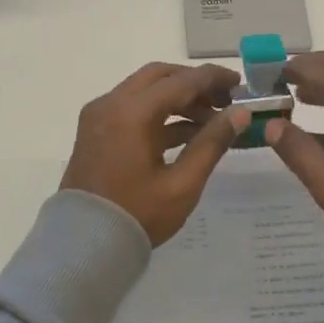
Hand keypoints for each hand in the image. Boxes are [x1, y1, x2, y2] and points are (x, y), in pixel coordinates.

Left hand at [61, 63, 249, 244]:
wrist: (83, 245)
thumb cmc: (137, 216)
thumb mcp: (182, 184)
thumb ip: (211, 143)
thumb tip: (240, 114)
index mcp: (131, 112)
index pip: (180, 81)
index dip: (213, 78)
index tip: (240, 84)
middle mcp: (111, 103)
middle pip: (159, 77)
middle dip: (194, 84)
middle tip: (225, 100)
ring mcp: (99, 116)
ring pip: (145, 91)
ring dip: (178, 99)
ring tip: (212, 120)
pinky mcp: (96, 130)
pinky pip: (132, 109)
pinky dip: (159, 114)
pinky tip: (187, 133)